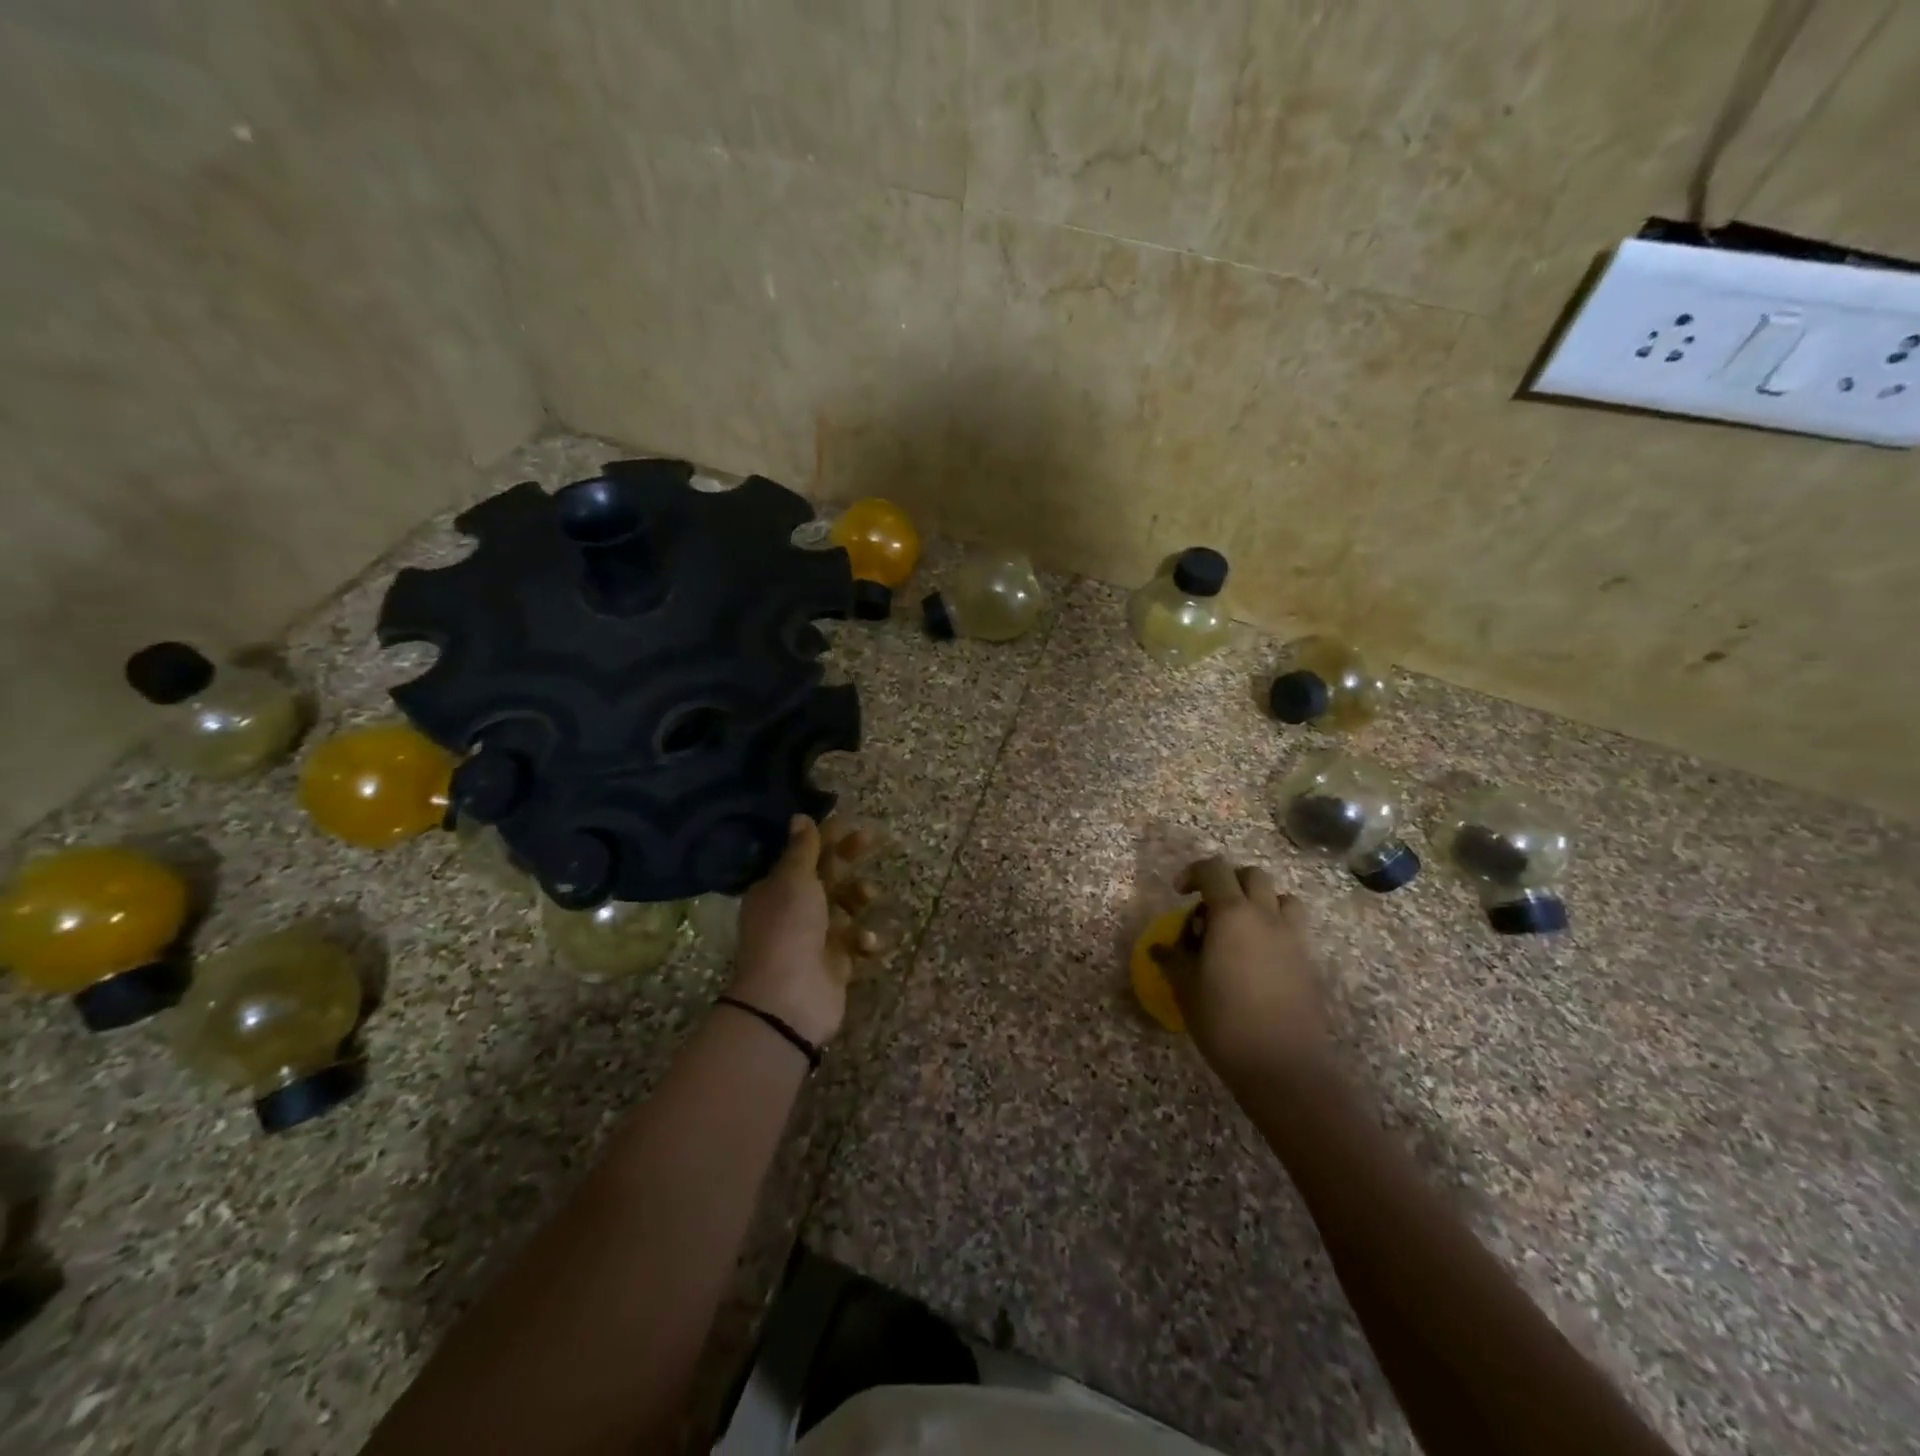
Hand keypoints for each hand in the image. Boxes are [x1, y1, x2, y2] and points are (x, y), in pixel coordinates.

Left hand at [730, 816, 879, 1046]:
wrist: (789, 998)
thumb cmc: (789, 928)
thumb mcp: (794, 880)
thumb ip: (803, 849)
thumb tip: (800, 817)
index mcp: (777, 888)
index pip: (804, 854)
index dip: (827, 837)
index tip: (851, 822)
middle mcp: (794, 910)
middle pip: (826, 876)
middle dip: (848, 859)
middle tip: (872, 840)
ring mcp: (815, 938)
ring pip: (844, 907)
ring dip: (858, 898)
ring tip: (867, 897)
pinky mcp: (835, 964)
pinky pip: (855, 942)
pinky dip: (863, 939)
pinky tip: (865, 943)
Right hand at [1153, 856, 1331, 1085]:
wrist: (1283, 1066)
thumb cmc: (1225, 1022)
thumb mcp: (1186, 988)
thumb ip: (1173, 959)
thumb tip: (1159, 948)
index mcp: (1232, 915)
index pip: (1214, 869)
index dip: (1193, 872)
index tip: (1179, 894)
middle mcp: (1266, 916)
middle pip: (1252, 875)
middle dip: (1228, 881)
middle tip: (1209, 908)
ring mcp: (1293, 938)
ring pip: (1281, 897)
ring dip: (1259, 901)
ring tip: (1240, 928)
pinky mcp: (1308, 962)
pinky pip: (1293, 928)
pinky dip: (1274, 928)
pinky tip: (1258, 959)